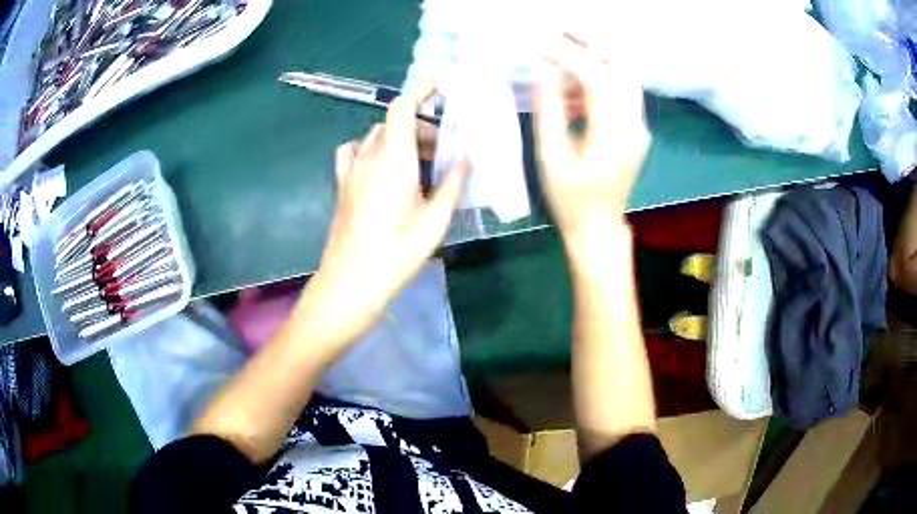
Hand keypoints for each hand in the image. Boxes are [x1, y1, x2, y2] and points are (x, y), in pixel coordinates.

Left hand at [300, 84, 467, 347]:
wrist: (350, 282)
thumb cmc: (396, 254)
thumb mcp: (435, 222)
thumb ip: (453, 185)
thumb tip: (468, 160)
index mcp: (393, 159)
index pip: (402, 106)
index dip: (422, 89)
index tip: (444, 83)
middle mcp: (368, 155)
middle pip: (393, 122)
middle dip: (421, 127)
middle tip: (443, 153)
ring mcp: (350, 169)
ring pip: (376, 135)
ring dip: (399, 139)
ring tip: (418, 165)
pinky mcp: (342, 183)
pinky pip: (355, 151)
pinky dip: (372, 149)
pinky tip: (383, 170)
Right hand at [534, 34, 649, 246]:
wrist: (598, 229)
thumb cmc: (571, 201)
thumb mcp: (551, 159)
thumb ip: (549, 113)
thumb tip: (544, 75)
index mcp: (612, 136)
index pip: (596, 79)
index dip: (568, 55)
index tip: (539, 43)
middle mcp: (633, 127)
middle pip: (621, 70)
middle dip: (592, 45)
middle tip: (561, 31)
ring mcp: (637, 129)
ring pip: (624, 79)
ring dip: (595, 61)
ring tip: (560, 56)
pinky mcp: (634, 132)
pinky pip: (620, 95)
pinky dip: (597, 82)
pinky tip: (572, 91)